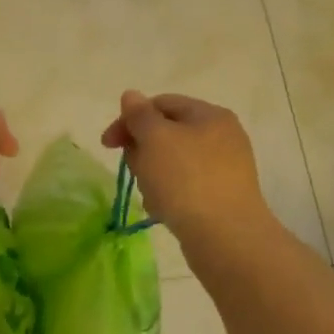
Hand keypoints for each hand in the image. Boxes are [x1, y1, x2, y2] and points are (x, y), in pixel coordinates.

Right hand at [100, 91, 269, 243]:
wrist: (226, 237)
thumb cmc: (186, 179)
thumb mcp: (155, 138)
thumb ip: (140, 114)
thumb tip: (131, 95)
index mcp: (210, 115)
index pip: (161, 104)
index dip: (130, 119)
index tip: (108, 144)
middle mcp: (221, 137)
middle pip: (166, 133)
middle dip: (142, 150)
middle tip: (135, 170)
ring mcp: (224, 169)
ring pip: (172, 163)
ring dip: (153, 176)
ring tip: (152, 195)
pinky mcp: (220, 198)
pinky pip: (184, 187)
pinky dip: (169, 195)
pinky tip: (164, 211)